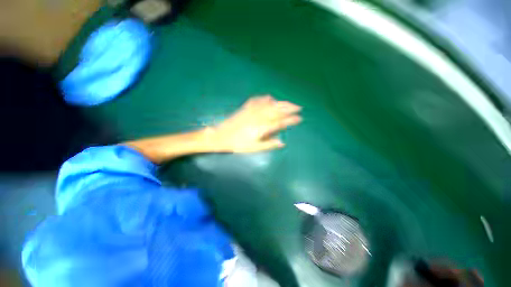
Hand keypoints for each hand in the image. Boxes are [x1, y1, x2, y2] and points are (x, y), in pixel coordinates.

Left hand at [207, 95, 301, 152]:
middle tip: (298, 107)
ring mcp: (252, 111)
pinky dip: (265, 98)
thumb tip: (282, 142)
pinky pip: (258, 100)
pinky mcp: (246, 108)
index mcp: (262, 127)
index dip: (291, 120)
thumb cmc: (238, 144)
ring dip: (280, 102)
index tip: (299, 118)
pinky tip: (269, 98)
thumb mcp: (254, 147)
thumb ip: (269, 144)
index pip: (280, 122)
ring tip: (288, 103)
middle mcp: (259, 117)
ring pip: (270, 104)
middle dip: (289, 107)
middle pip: (277, 110)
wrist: (222, 136)